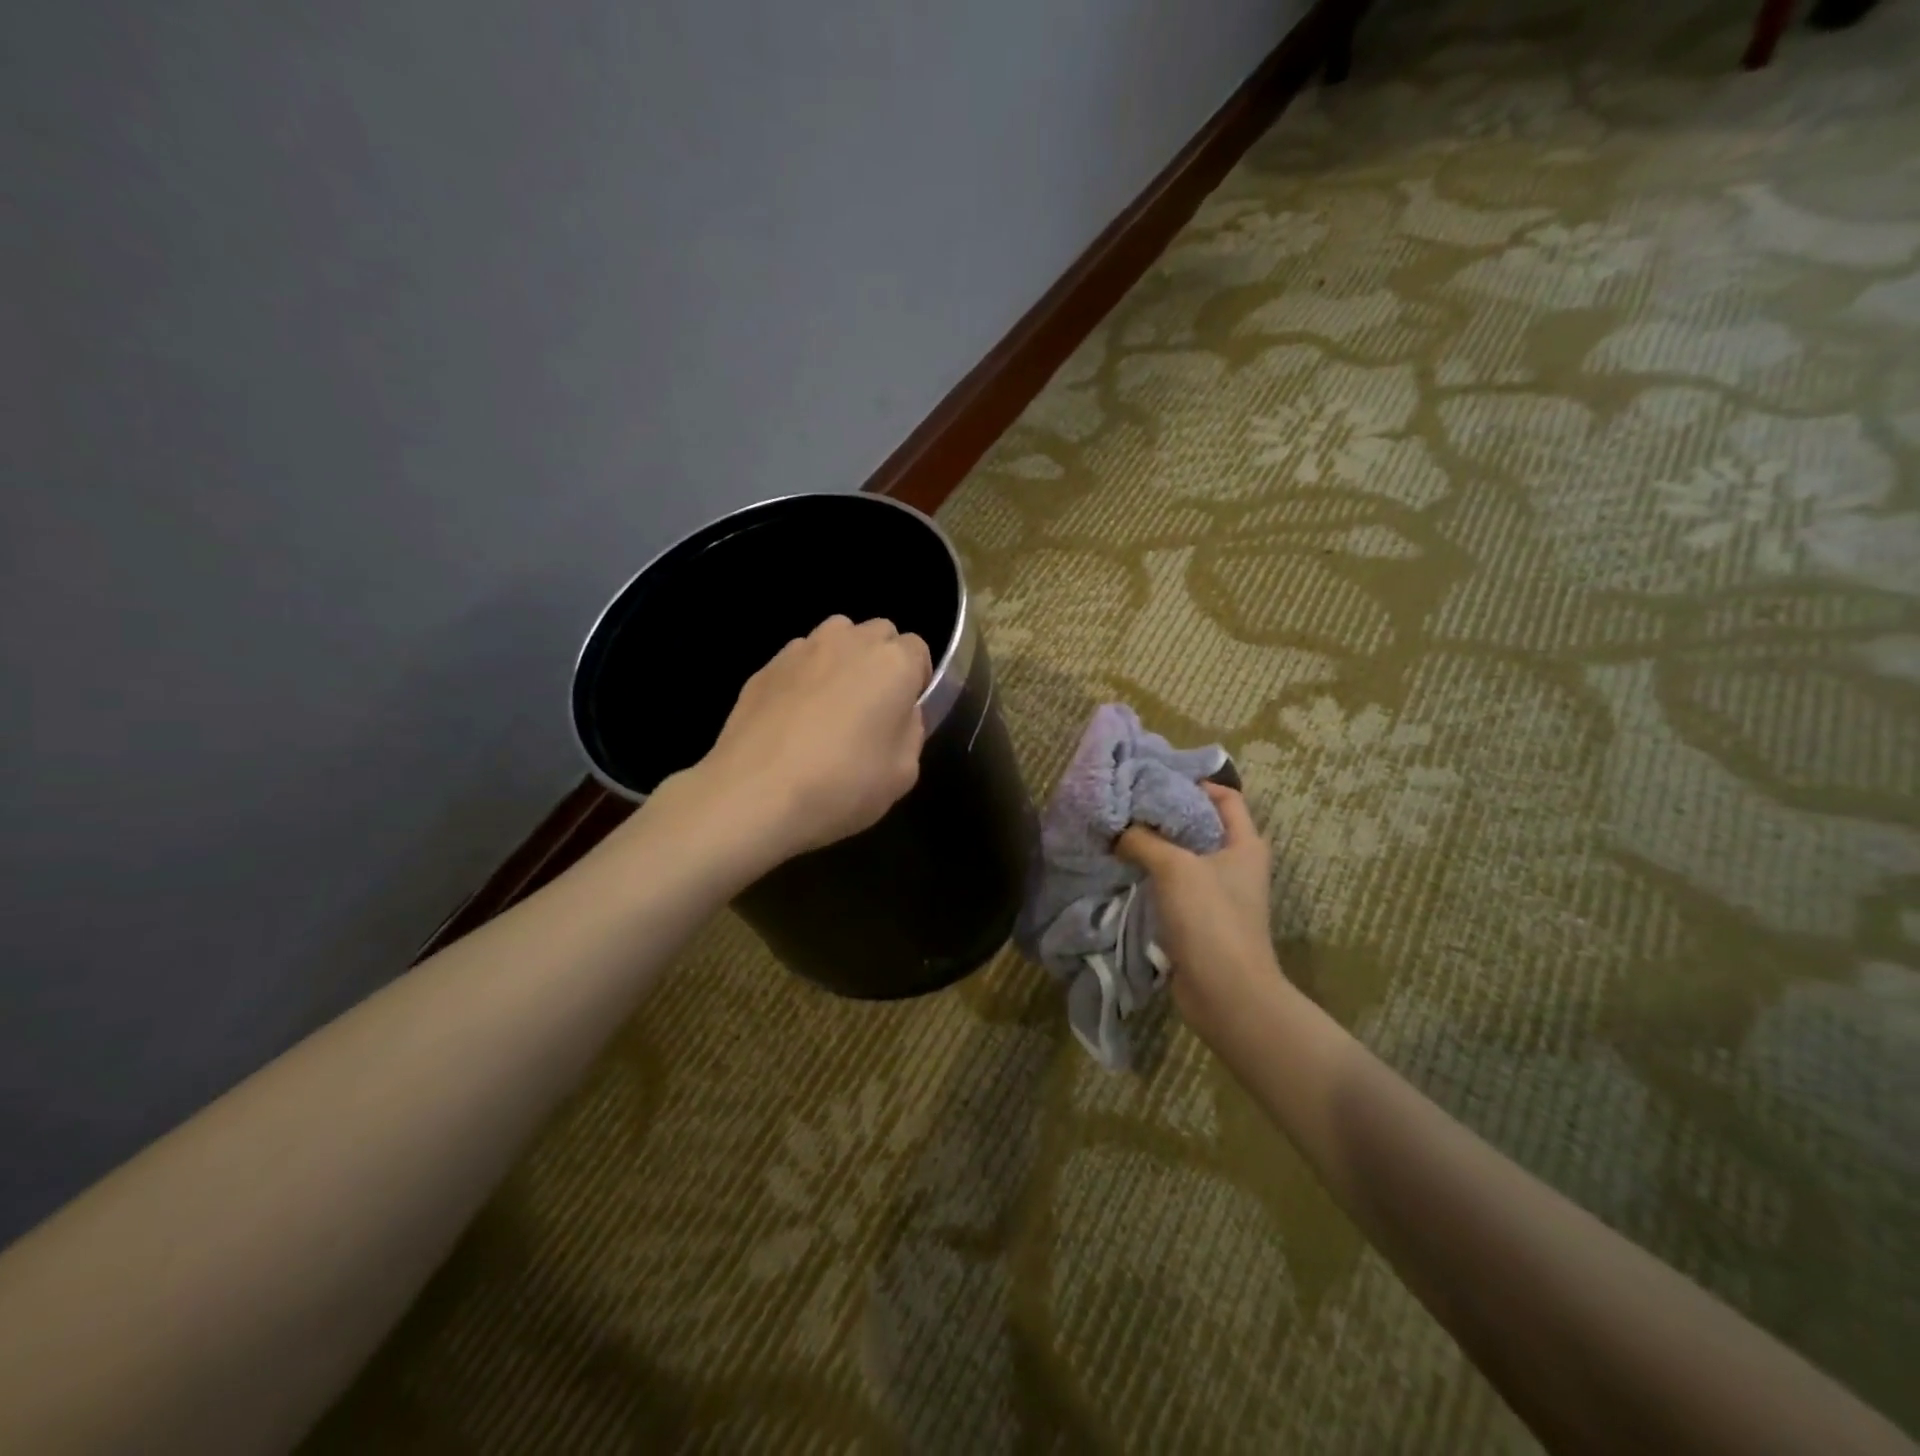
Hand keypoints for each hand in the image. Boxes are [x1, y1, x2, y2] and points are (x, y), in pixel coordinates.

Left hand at [693, 614, 931, 863]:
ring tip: (831, 706)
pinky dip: (804, 678)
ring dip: (842, 660)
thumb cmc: (843, 785)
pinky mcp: (765, 667)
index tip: (905, 712)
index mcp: (893, 663)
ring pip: (835, 637)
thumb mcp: (903, 773)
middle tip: (871, 707)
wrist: (755, 794)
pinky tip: (793, 720)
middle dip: (881, 661)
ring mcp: (802, 649)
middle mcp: (849, 642)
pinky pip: (798, 661)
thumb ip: (910, 731)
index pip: (918, 649)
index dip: (915, 680)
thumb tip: (899, 714)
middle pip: (878, 634)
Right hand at [1116, 783, 1284, 1028]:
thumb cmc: (1210, 918)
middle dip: (1164, 814)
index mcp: (1245, 844)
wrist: (1226, 993)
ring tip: (1118, 833)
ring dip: (1154, 847)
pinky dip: (1151, 876)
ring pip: (1183, 857)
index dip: (1194, 783)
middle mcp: (1235, 864)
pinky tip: (1123, 869)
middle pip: (1199, 825)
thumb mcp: (1174, 868)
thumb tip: (1117, 829)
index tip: (1154, 780)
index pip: (1225, 797)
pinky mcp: (1200, 919)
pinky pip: (1174, 886)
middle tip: (1126, 805)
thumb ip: (1143, 840)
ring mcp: (1218, 893)